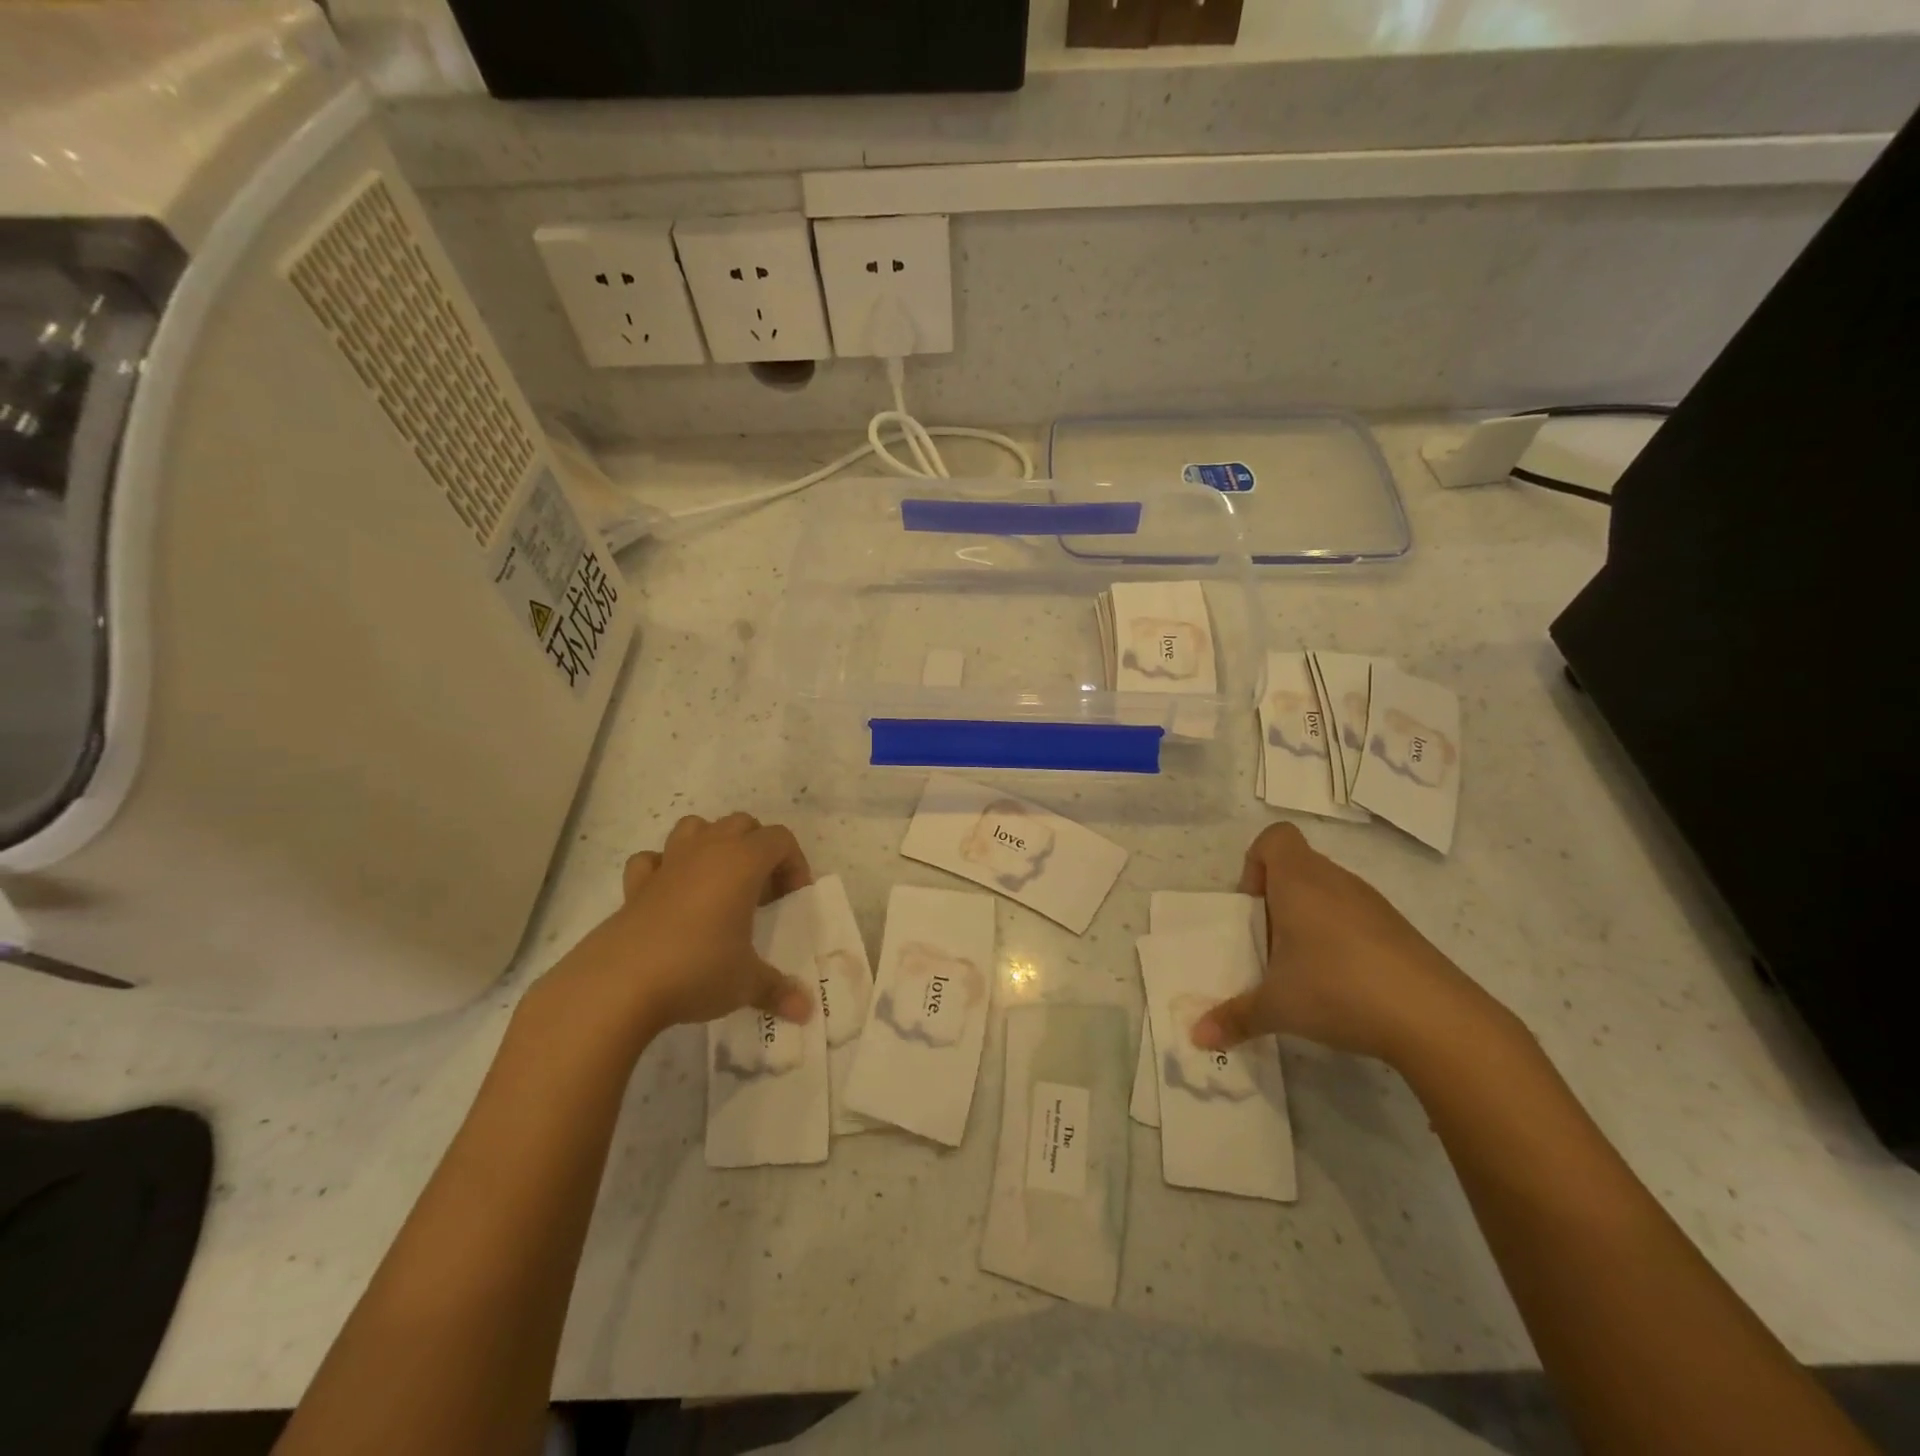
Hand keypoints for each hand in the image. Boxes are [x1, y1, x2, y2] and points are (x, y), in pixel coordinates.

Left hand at [528, 813, 814, 1054]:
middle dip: (758, 848)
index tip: (793, 898)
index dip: (794, 863)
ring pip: (695, 827)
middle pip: (741, 824)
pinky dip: (664, 868)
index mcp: (742, 862)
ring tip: (720, 882)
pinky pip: (652, 860)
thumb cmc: (697, 969)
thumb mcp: (746, 983)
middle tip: (761, 892)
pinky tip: (671, 896)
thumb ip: (778, 990)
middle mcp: (707, 851)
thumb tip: (805, 1010)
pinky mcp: (635, 886)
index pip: (780, 839)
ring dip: (712, 844)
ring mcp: (667, 864)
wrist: (619, 984)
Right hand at [1191, 823, 1501, 1067]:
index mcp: (1300, 881)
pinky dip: (1341, 940)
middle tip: (1270, 947)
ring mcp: (1373, 905)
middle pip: (1297, 868)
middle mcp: (1336, 881)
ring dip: (1309, 921)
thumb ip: (1234, 1017)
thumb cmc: (1339, 990)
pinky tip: (1343, 985)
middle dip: (1276, 902)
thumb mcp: (1276, 1007)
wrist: (1436, 1019)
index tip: (1253, 908)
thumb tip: (1198, 1036)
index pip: (1274, 838)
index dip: (1255, 864)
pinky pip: (1356, 918)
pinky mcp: (1399, 931)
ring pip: (1327, 894)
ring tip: (1304, 970)